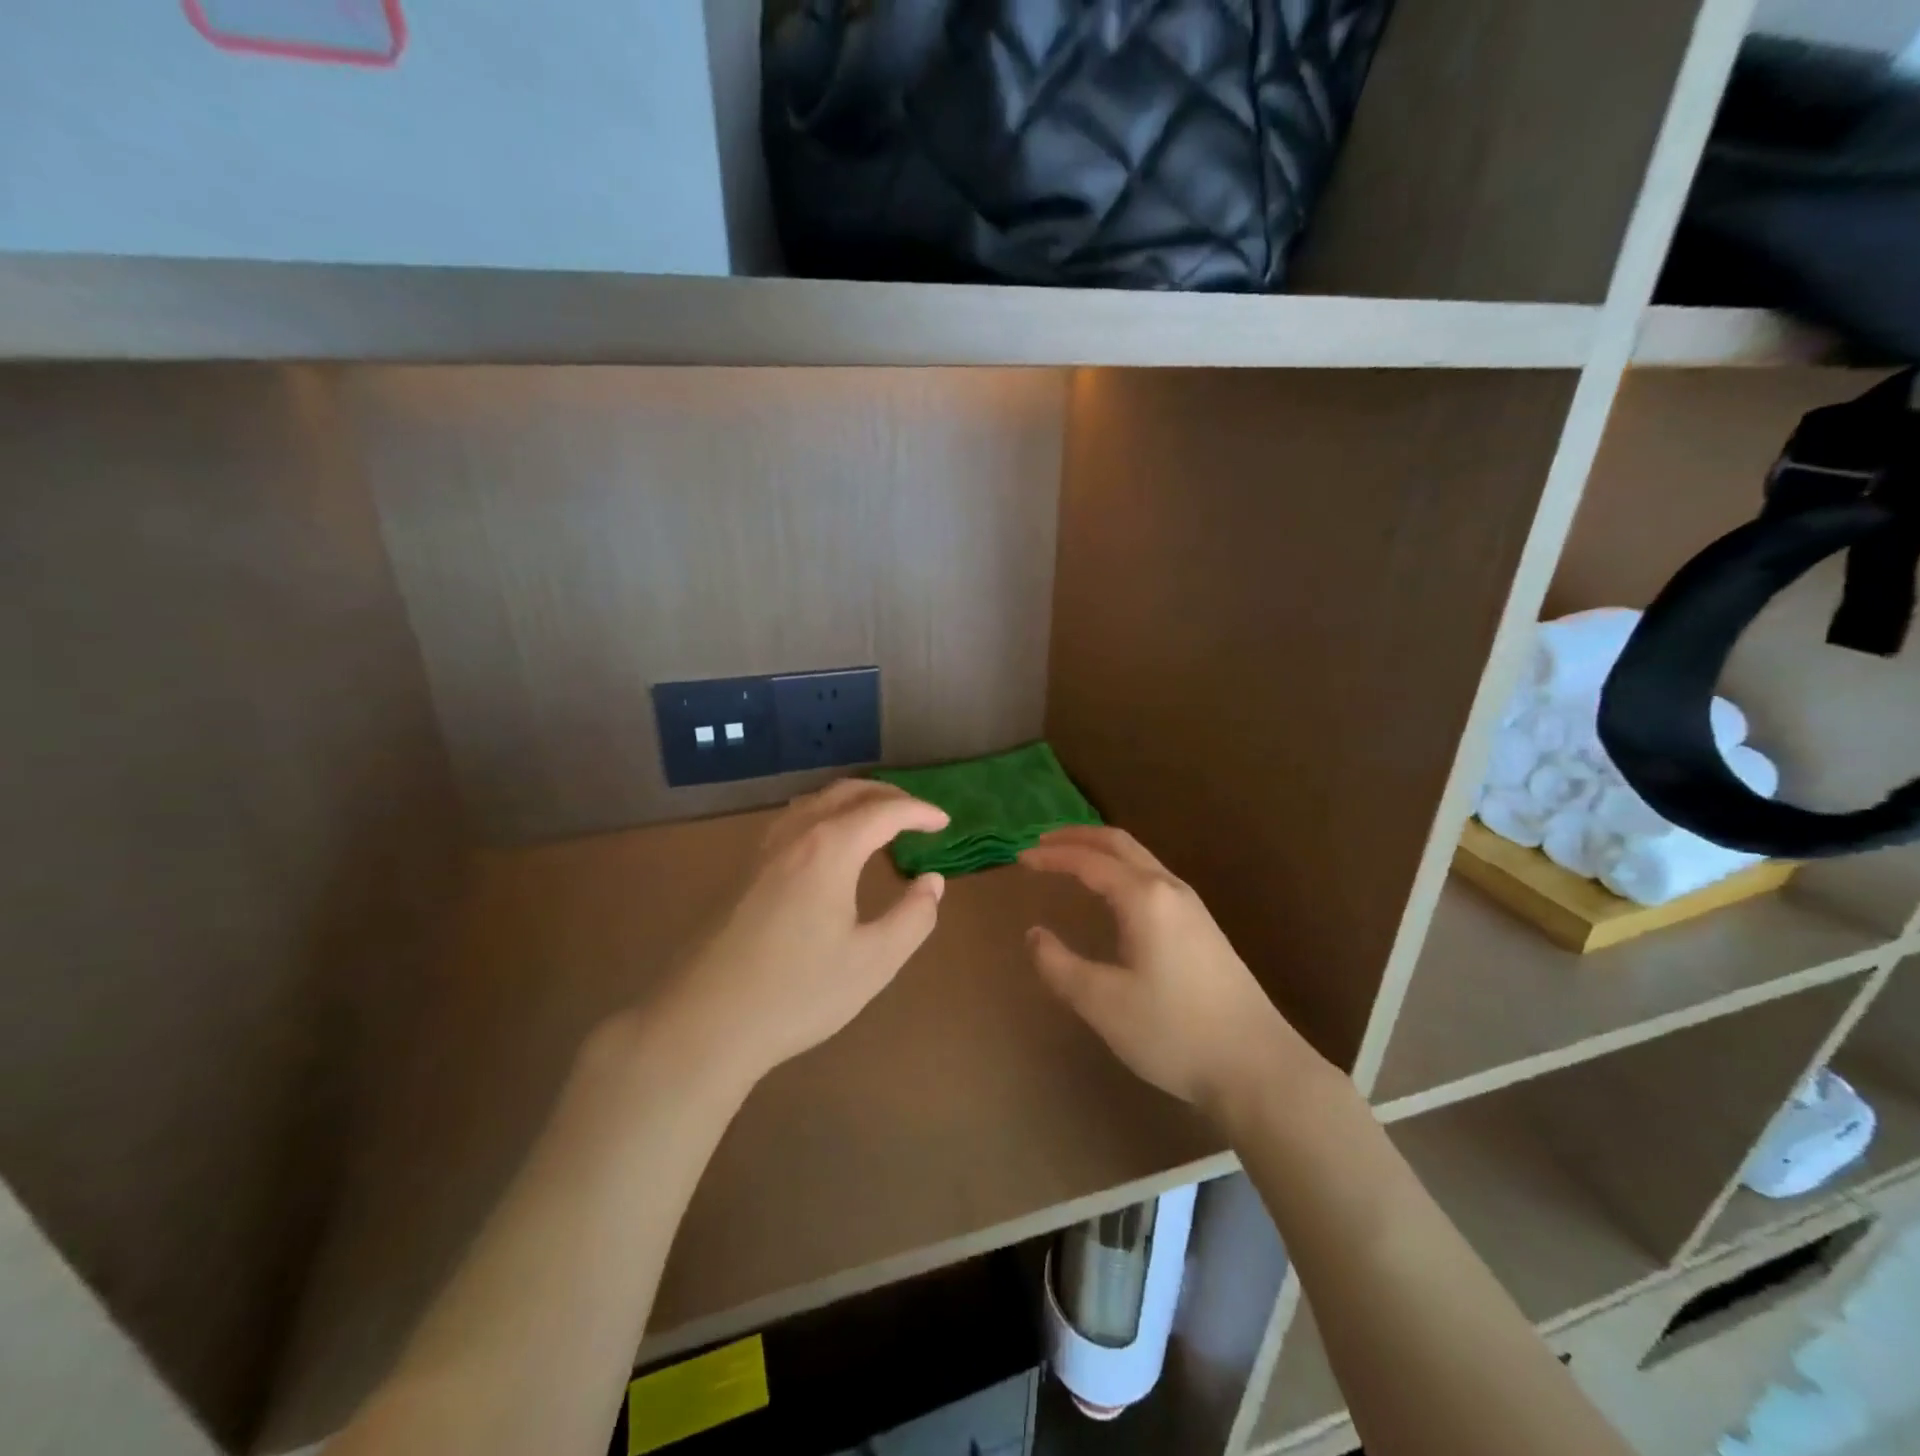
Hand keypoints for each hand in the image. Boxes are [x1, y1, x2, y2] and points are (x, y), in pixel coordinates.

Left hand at [661, 780, 948, 1085]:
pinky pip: (793, 820)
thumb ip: (913, 917)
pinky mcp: (742, 870)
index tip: (944, 823)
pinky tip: (828, 847)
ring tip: (878, 824)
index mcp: (829, 849)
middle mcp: (794, 835)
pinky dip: (825, 816)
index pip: (884, 812)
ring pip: (815, 801)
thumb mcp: (873, 962)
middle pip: (846, 792)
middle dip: (888, 796)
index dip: (919, 812)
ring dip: (853, 801)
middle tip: (917, 815)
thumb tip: (932, 881)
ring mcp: (762, 850)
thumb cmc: (797, 993)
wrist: (703, 1022)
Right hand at [1020, 826, 1320, 1114]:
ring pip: (1141, 858)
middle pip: (1119, 843)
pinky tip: (1114, 894)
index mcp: (1144, 898)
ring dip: (1102, 851)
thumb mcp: (1102, 1002)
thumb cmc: (1173, 1031)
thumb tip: (1034, 934)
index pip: (1089, 861)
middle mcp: (1169, 889)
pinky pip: (1153, 876)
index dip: (1052, 857)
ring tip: (1072, 859)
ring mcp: (1192, 906)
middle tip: (1042, 843)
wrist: (1256, 1065)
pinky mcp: (1203, 927)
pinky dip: (1122, 868)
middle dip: (1078, 837)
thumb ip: (1059, 965)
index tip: (1020, 859)